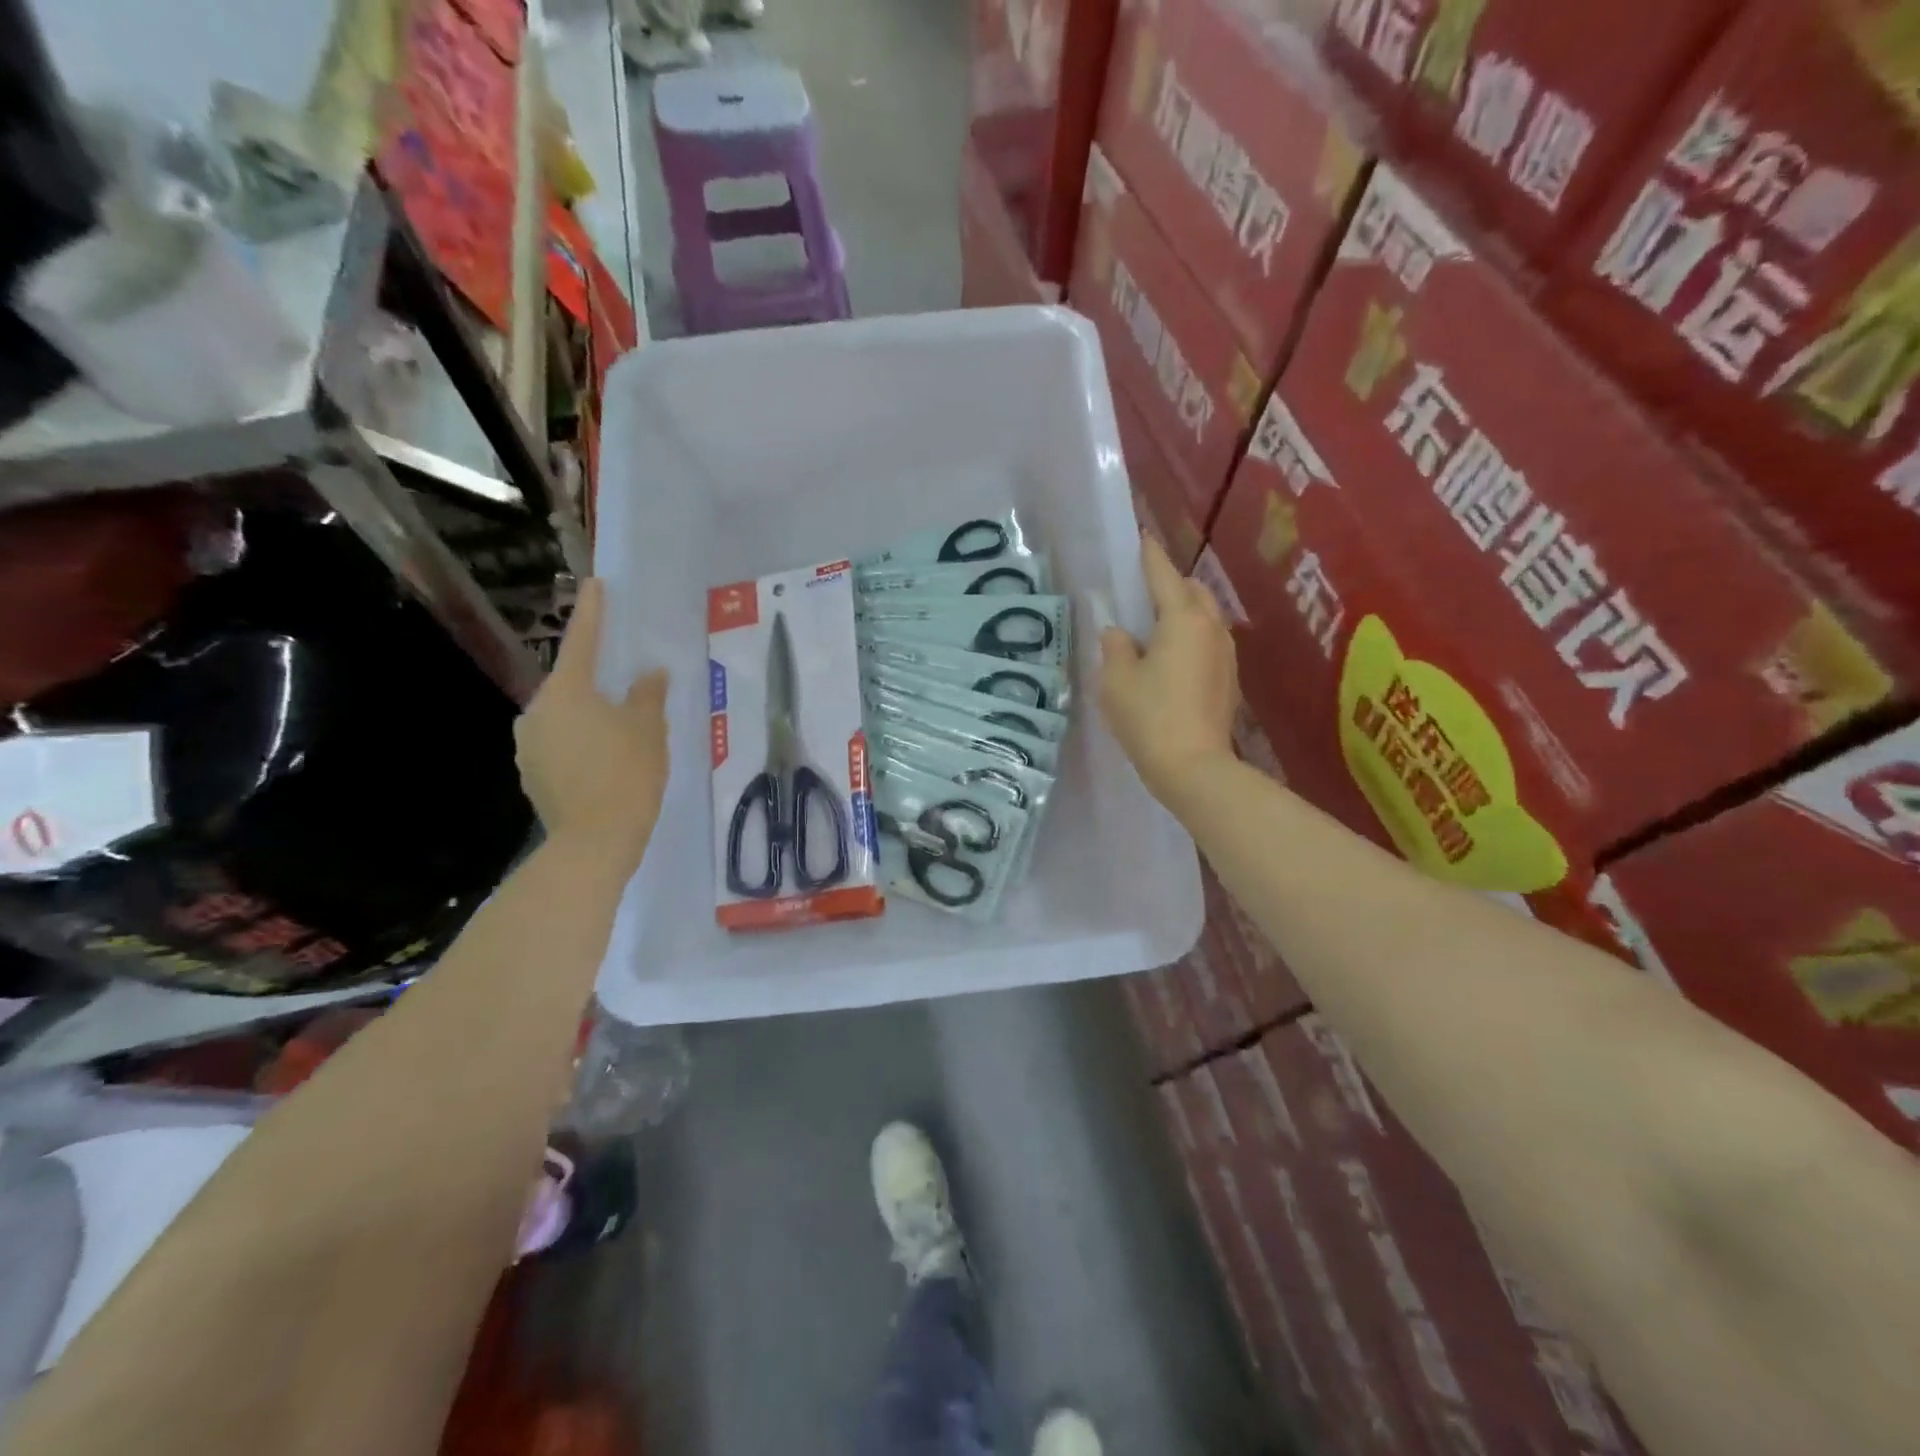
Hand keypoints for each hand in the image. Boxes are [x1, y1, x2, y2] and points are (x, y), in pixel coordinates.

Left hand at [515, 579, 668, 873]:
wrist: (594, 842)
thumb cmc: (627, 775)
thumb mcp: (648, 730)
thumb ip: (647, 695)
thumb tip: (648, 674)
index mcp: (567, 692)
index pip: (583, 641)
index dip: (594, 612)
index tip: (596, 584)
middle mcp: (538, 711)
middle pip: (571, 684)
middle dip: (597, 680)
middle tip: (628, 685)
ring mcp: (529, 744)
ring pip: (565, 716)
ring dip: (590, 715)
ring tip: (622, 732)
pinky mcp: (531, 773)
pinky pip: (560, 744)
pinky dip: (581, 743)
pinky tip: (605, 761)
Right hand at [1099, 536, 1239, 808]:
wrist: (1194, 768)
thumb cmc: (1149, 717)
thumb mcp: (1116, 680)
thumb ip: (1115, 647)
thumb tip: (1120, 633)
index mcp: (1182, 619)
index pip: (1163, 575)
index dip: (1149, 556)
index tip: (1141, 537)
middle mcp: (1211, 628)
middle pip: (1192, 592)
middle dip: (1169, 585)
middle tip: (1141, 594)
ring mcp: (1225, 654)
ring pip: (1204, 618)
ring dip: (1181, 614)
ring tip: (1153, 629)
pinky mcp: (1228, 679)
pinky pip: (1207, 643)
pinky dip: (1189, 639)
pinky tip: (1169, 660)